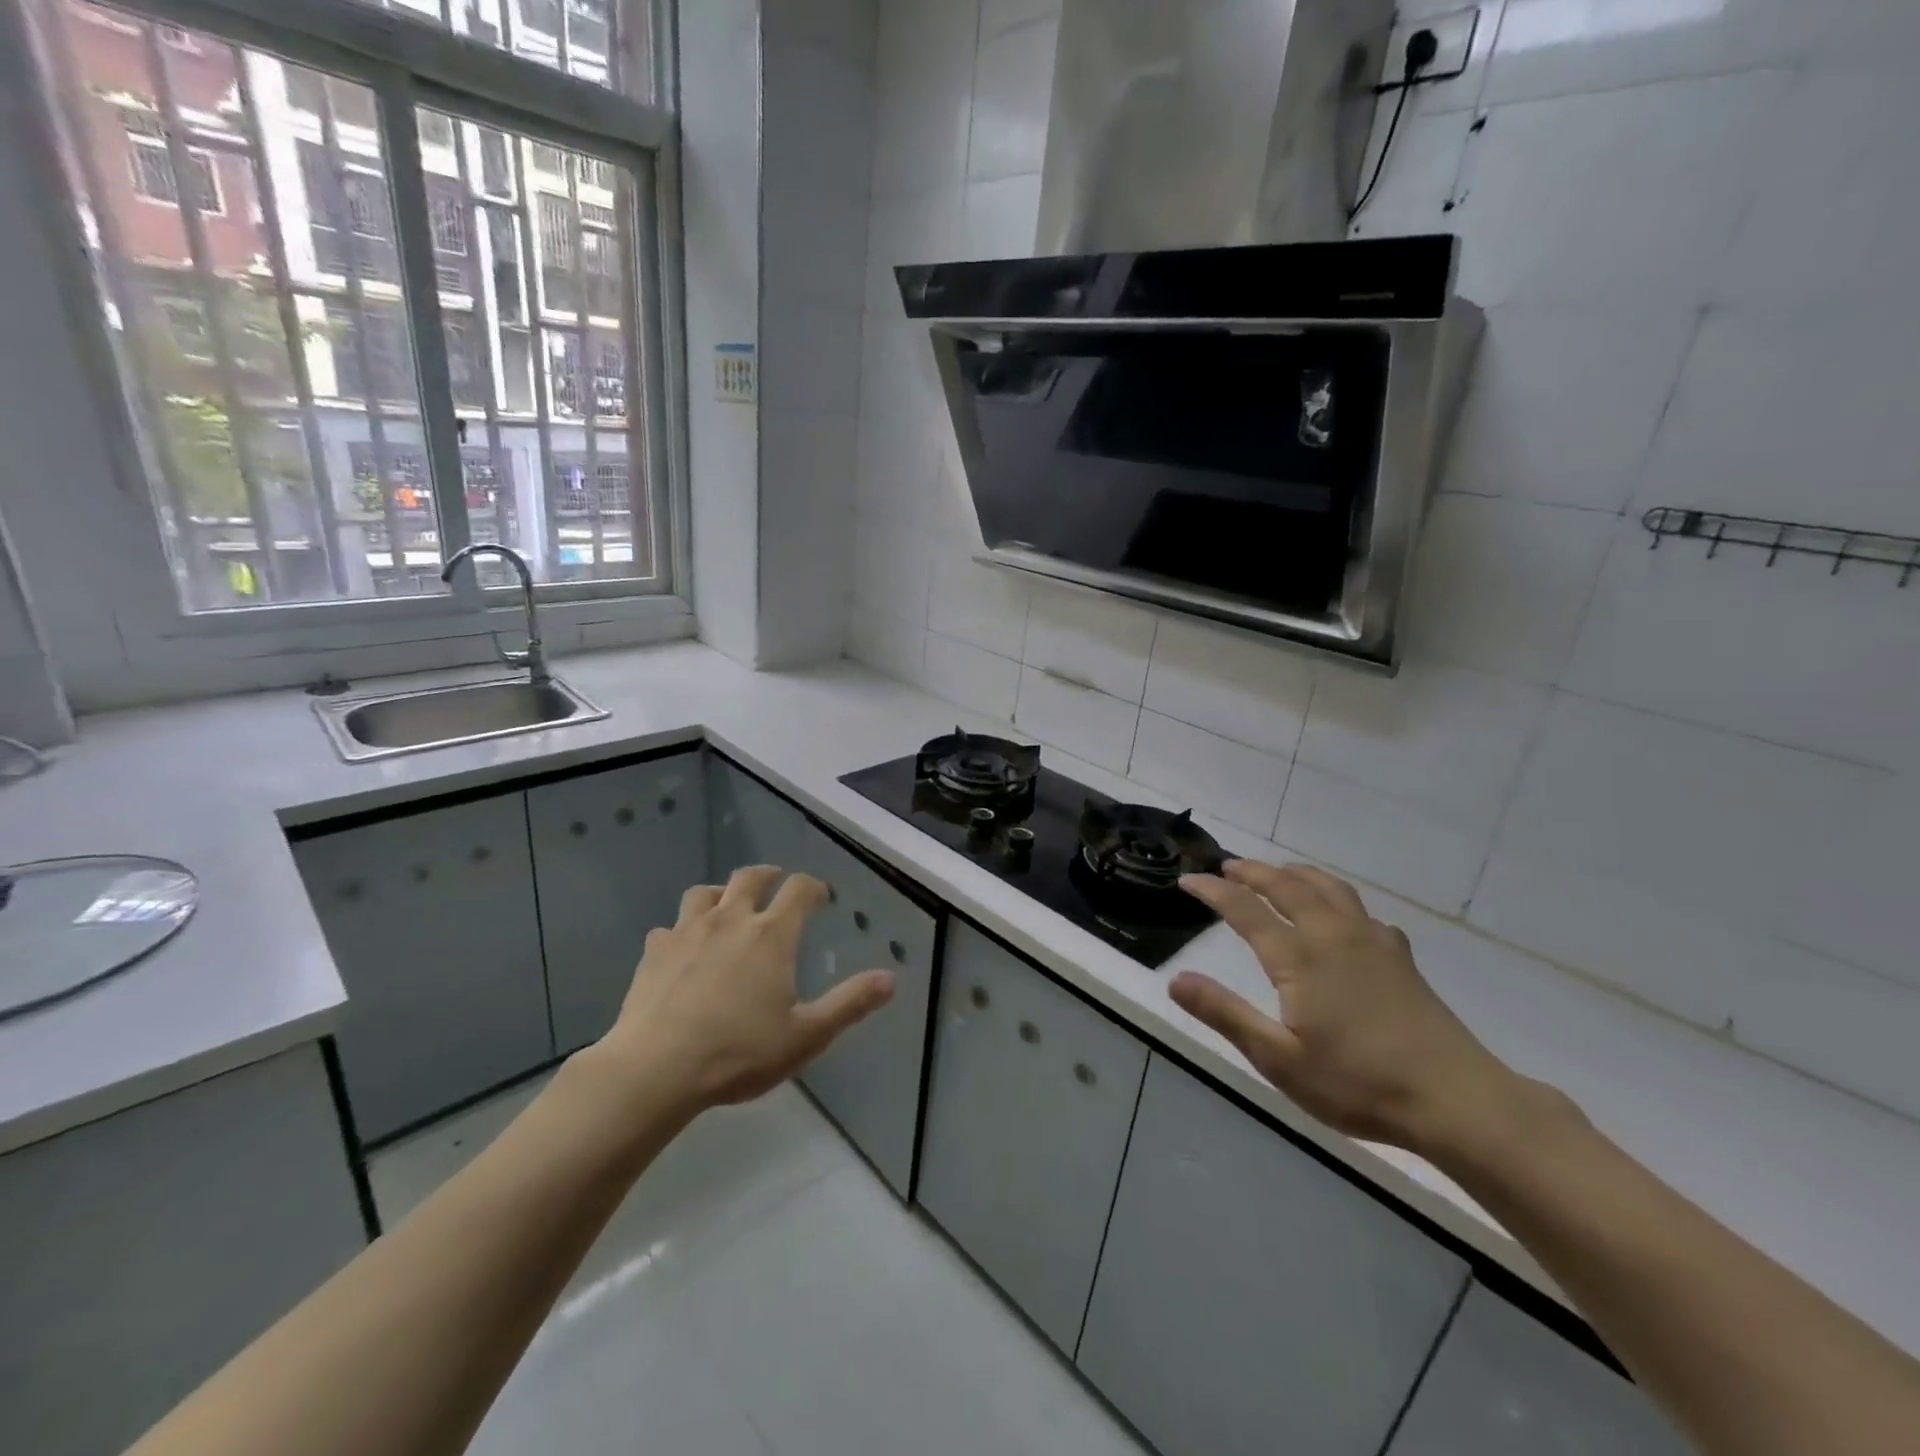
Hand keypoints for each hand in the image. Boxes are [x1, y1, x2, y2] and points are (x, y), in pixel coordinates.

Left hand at [597, 865, 895, 1112]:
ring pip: (704, 893)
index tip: (820, 896)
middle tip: (776, 882)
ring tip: (726, 905)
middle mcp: (730, 920)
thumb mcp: (806, 1035)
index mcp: (771, 935)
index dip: (813, 887)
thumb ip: (850, 1004)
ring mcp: (687, 932)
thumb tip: (890, 978)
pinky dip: (681, 931)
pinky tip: (682, 949)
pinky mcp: (654, 953)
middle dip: (768, 875)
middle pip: (750, 878)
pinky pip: (669, 928)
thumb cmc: (739, 1052)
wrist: (655, 1069)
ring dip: (720, 893)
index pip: (799, 890)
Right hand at [1170, 859, 1519, 1154]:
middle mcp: (1333, 935)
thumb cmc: (1359, 1084)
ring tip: (1276, 873)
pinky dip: (1335, 897)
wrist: (1456, 1100)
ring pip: (1327, 888)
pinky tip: (1340, 915)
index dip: (1213, 891)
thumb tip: (1175, 979)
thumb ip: (1225, 1014)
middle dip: (1252, 871)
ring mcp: (1372, 941)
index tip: (1187, 879)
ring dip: (1294, 873)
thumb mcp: (1279, 1059)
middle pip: (1287, 885)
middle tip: (1227, 866)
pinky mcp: (1399, 956)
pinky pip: (1359, 908)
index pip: (1245, 909)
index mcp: (1300, 957)